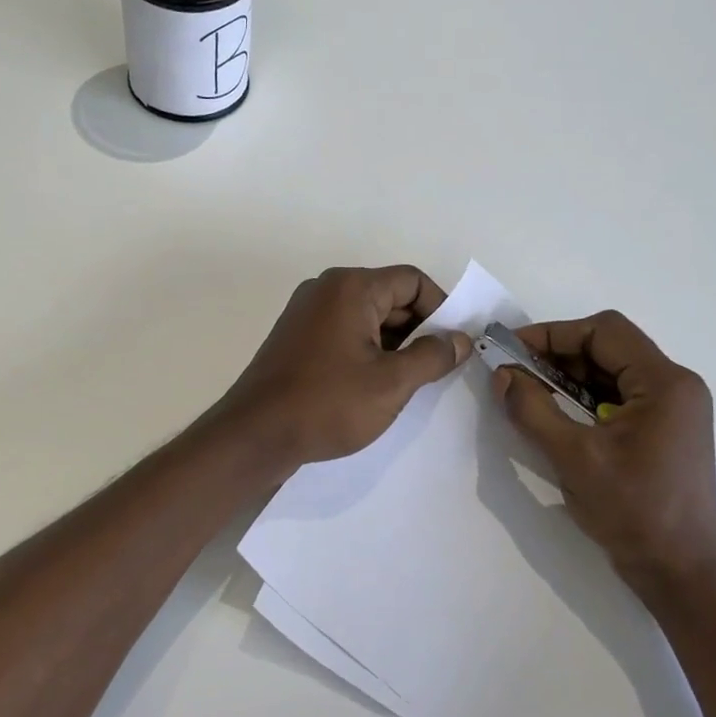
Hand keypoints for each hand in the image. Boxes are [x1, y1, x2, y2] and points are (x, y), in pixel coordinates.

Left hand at [217, 266, 472, 471]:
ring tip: (407, 382)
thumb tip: (460, 339)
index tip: (453, 346)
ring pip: (367, 317)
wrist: (255, 435)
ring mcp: (306, 313)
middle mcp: (326, 289)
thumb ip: (432, 356)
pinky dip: (366, 351)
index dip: (441, 309)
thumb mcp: (392, 383)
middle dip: (418, 329)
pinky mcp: (296, 337)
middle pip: (389, 296)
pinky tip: (374, 385)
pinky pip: (344, 332)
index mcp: (350, 287)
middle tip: (435, 369)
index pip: (412, 280)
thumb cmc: (328, 403)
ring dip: (393, 344)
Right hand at [492, 312, 715, 598]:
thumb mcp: (574, 458)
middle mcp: (676, 387)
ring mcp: (673, 411)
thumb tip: (502, 375)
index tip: (512, 350)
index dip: (553, 334)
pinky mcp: (664, 432)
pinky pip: (619, 398)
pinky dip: (585, 400)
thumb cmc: (634, 512)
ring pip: (611, 373)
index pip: (604, 332)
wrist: (681, 574)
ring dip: (569, 379)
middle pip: (609, 348)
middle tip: (515, 373)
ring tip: (529, 394)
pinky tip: (557, 417)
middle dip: (558, 356)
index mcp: (665, 383)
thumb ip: (533, 410)